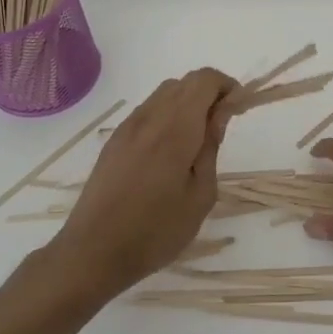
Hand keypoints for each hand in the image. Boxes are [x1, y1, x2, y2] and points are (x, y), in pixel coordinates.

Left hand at [54, 68, 237, 297]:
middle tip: (223, 126)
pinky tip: (171, 151)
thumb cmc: (156, 231)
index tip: (239, 110)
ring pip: (164, 94)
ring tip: (198, 140)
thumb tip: (221, 113)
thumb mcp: (200, 194)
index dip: (227, 86)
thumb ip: (211, 147)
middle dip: (210, 93)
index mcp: (175, 128)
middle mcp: (149, 118)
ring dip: (188, 103)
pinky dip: (167, 115)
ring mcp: (127, 128)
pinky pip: (148, 112)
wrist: (93, 253)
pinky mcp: (114, 141)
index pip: (204, 80)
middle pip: (185, 82)